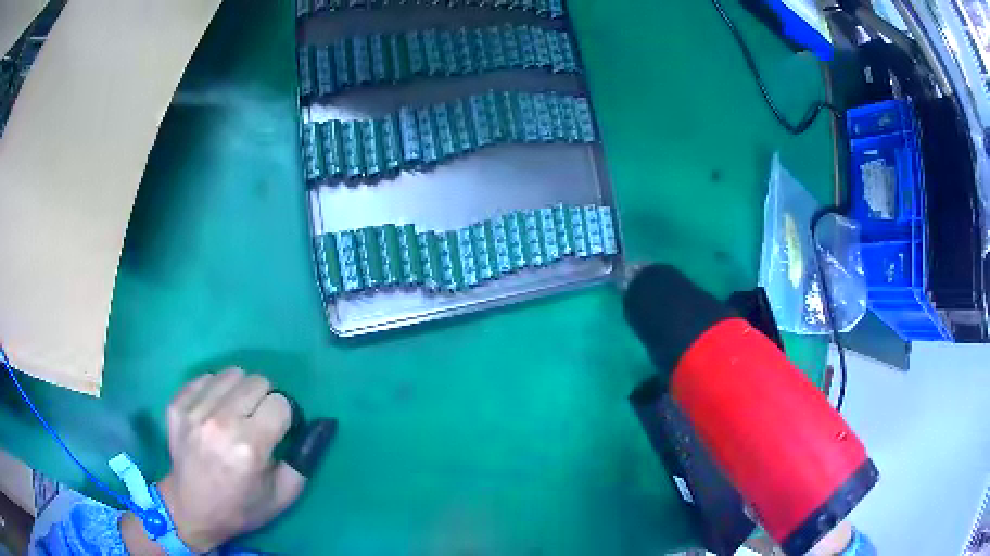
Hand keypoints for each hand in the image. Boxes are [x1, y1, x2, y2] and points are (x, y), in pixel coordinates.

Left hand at [155, 368, 317, 551]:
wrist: (191, 509)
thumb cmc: (241, 507)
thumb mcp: (283, 495)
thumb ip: (306, 458)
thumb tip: (324, 423)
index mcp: (249, 447)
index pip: (280, 403)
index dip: (284, 417)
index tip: (277, 432)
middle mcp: (221, 423)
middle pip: (257, 380)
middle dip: (264, 400)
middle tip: (257, 422)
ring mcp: (194, 411)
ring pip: (232, 373)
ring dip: (240, 391)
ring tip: (234, 414)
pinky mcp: (177, 404)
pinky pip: (206, 377)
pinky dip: (215, 390)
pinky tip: (213, 412)